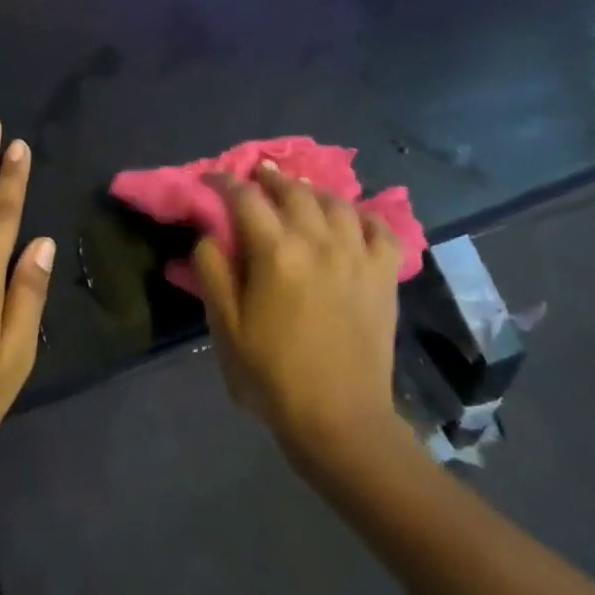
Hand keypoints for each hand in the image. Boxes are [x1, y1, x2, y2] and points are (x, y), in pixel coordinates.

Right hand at [192, 164, 406, 459]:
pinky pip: (379, 228)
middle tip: (255, 177)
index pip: (245, 198)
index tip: (212, 179)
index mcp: (276, 252)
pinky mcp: (384, 274)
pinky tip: (351, 220)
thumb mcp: (225, 326)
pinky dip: (363, 216)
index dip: (225, 182)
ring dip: (312, 191)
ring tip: (299, 194)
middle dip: (269, 177)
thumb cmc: (271, 374)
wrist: (338, 418)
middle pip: (293, 190)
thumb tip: (210, 233)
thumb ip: (212, 271)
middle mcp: (319, 241)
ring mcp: (357, 255)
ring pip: (335, 202)